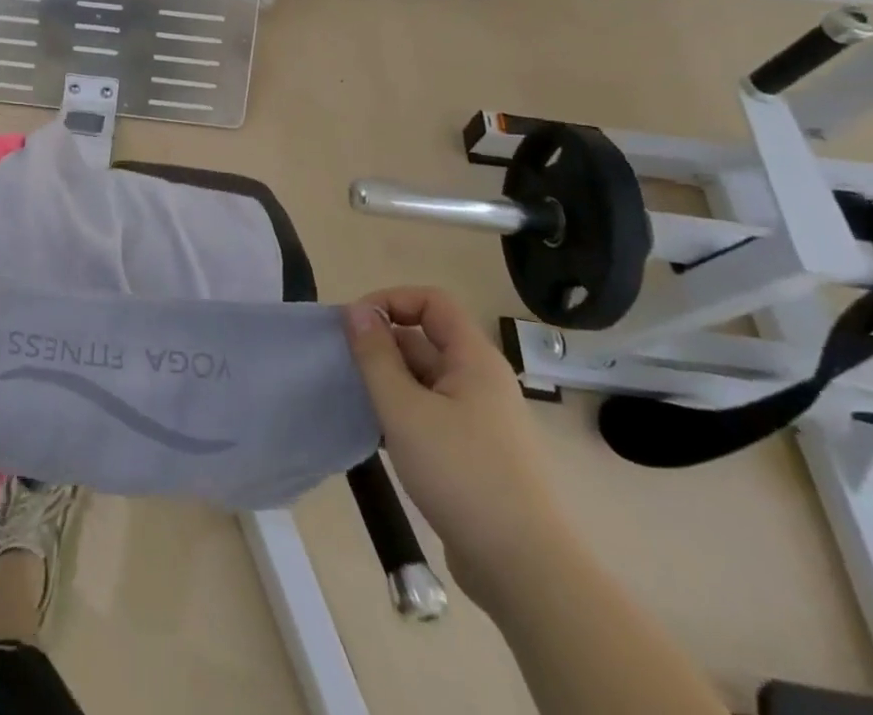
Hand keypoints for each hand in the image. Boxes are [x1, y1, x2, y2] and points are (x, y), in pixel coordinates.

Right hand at [345, 286, 575, 606]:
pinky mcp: (477, 455)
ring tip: (359, 404)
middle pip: (427, 340)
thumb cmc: (462, 474)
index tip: (356, 325)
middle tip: (347, 370)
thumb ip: (376, 356)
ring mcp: (482, 420)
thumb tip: (357, 310)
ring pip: (426, 381)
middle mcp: (481, 381)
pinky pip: (433, 414)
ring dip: (390, 384)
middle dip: (384, 347)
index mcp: (474, 359)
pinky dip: (404, 415)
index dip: (392, 301)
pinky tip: (380, 438)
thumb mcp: (404, 409)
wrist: (525, 571)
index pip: (432, 301)